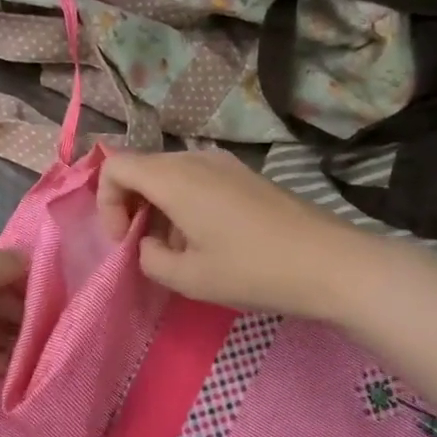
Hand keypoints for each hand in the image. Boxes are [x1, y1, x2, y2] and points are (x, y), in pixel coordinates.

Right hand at [96, 149, 361, 319]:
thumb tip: (147, 244)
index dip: (106, 203)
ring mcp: (223, 163)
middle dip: (129, 205)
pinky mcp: (244, 175)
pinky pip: (196, 179)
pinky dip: (184, 203)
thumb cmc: (253, 270)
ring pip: (169, 174)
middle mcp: (194, 159)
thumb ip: (149, 259)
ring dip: (158, 206)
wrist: (330, 263)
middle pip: (141, 168)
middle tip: (143, 246)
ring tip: (178, 249)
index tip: (124, 240)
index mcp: (174, 178)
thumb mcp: (189, 278)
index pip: (115, 167)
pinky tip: (208, 239)